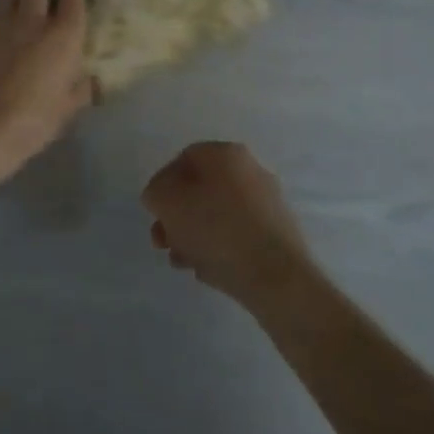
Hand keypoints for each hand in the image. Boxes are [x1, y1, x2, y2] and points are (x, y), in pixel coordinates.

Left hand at [0, 0, 94, 181]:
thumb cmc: (32, 123)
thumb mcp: (66, 110)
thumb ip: (80, 88)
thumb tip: (89, 80)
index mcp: (64, 36)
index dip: (70, 3)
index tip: (67, 14)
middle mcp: (32, 19)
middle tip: (36, 11)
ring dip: (9, 3)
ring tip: (6, 22)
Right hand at [142, 142, 314, 306]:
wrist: (277, 279)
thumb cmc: (217, 230)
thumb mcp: (168, 203)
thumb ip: (156, 192)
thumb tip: (162, 196)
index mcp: (227, 154)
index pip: (184, 159)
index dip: (162, 185)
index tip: (155, 213)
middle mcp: (251, 171)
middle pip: (200, 190)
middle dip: (176, 217)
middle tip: (163, 242)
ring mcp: (268, 204)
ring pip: (217, 216)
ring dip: (193, 237)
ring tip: (182, 262)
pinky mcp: (278, 235)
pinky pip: (237, 236)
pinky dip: (219, 249)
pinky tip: (207, 271)